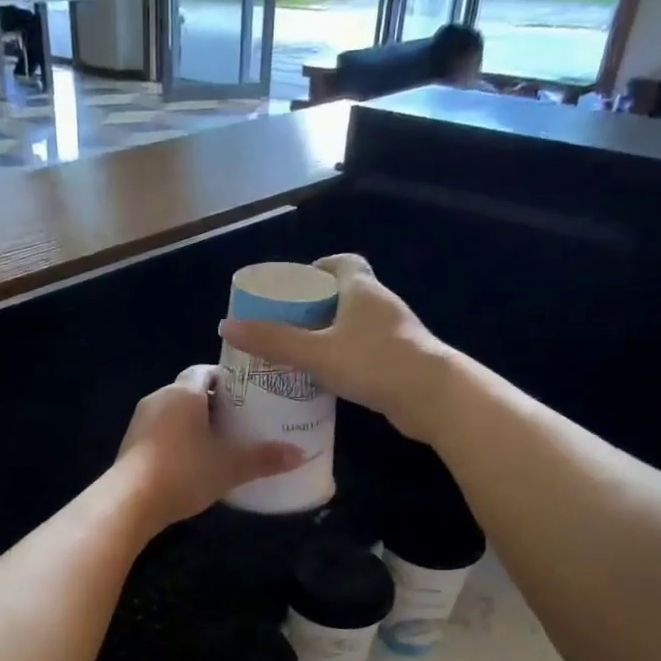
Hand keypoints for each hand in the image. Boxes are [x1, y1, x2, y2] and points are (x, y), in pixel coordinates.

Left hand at [117, 366, 302, 529]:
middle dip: (215, 405)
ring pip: (175, 414)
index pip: (206, 371)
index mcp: (183, 393)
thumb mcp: (230, 467)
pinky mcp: (131, 445)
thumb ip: (264, 458)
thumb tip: (301, 454)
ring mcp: (141, 422)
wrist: (130, 502)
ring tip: (221, 444)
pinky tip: (194, 463)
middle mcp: (159, 398)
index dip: (228, 380)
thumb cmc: (184, 471)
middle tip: (242, 422)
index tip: (248, 395)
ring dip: (195, 425)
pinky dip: (178, 441)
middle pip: (191, 393)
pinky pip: (161, 433)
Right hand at [220, 255, 455, 442]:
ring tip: (297, 354)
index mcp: (363, 289)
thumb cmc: (374, 362)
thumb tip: (227, 326)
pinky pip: (364, 351)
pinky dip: (344, 358)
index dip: (317, 269)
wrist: (433, 397)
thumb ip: (273, 341)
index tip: (294, 287)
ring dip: (329, 335)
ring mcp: (394, 334)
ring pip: (354, 326)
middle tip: (285, 326)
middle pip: (345, 295)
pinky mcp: (399, 362)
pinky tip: (324, 379)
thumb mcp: (316, 352)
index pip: (342, 263)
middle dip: (315, 307)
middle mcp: (380, 305)